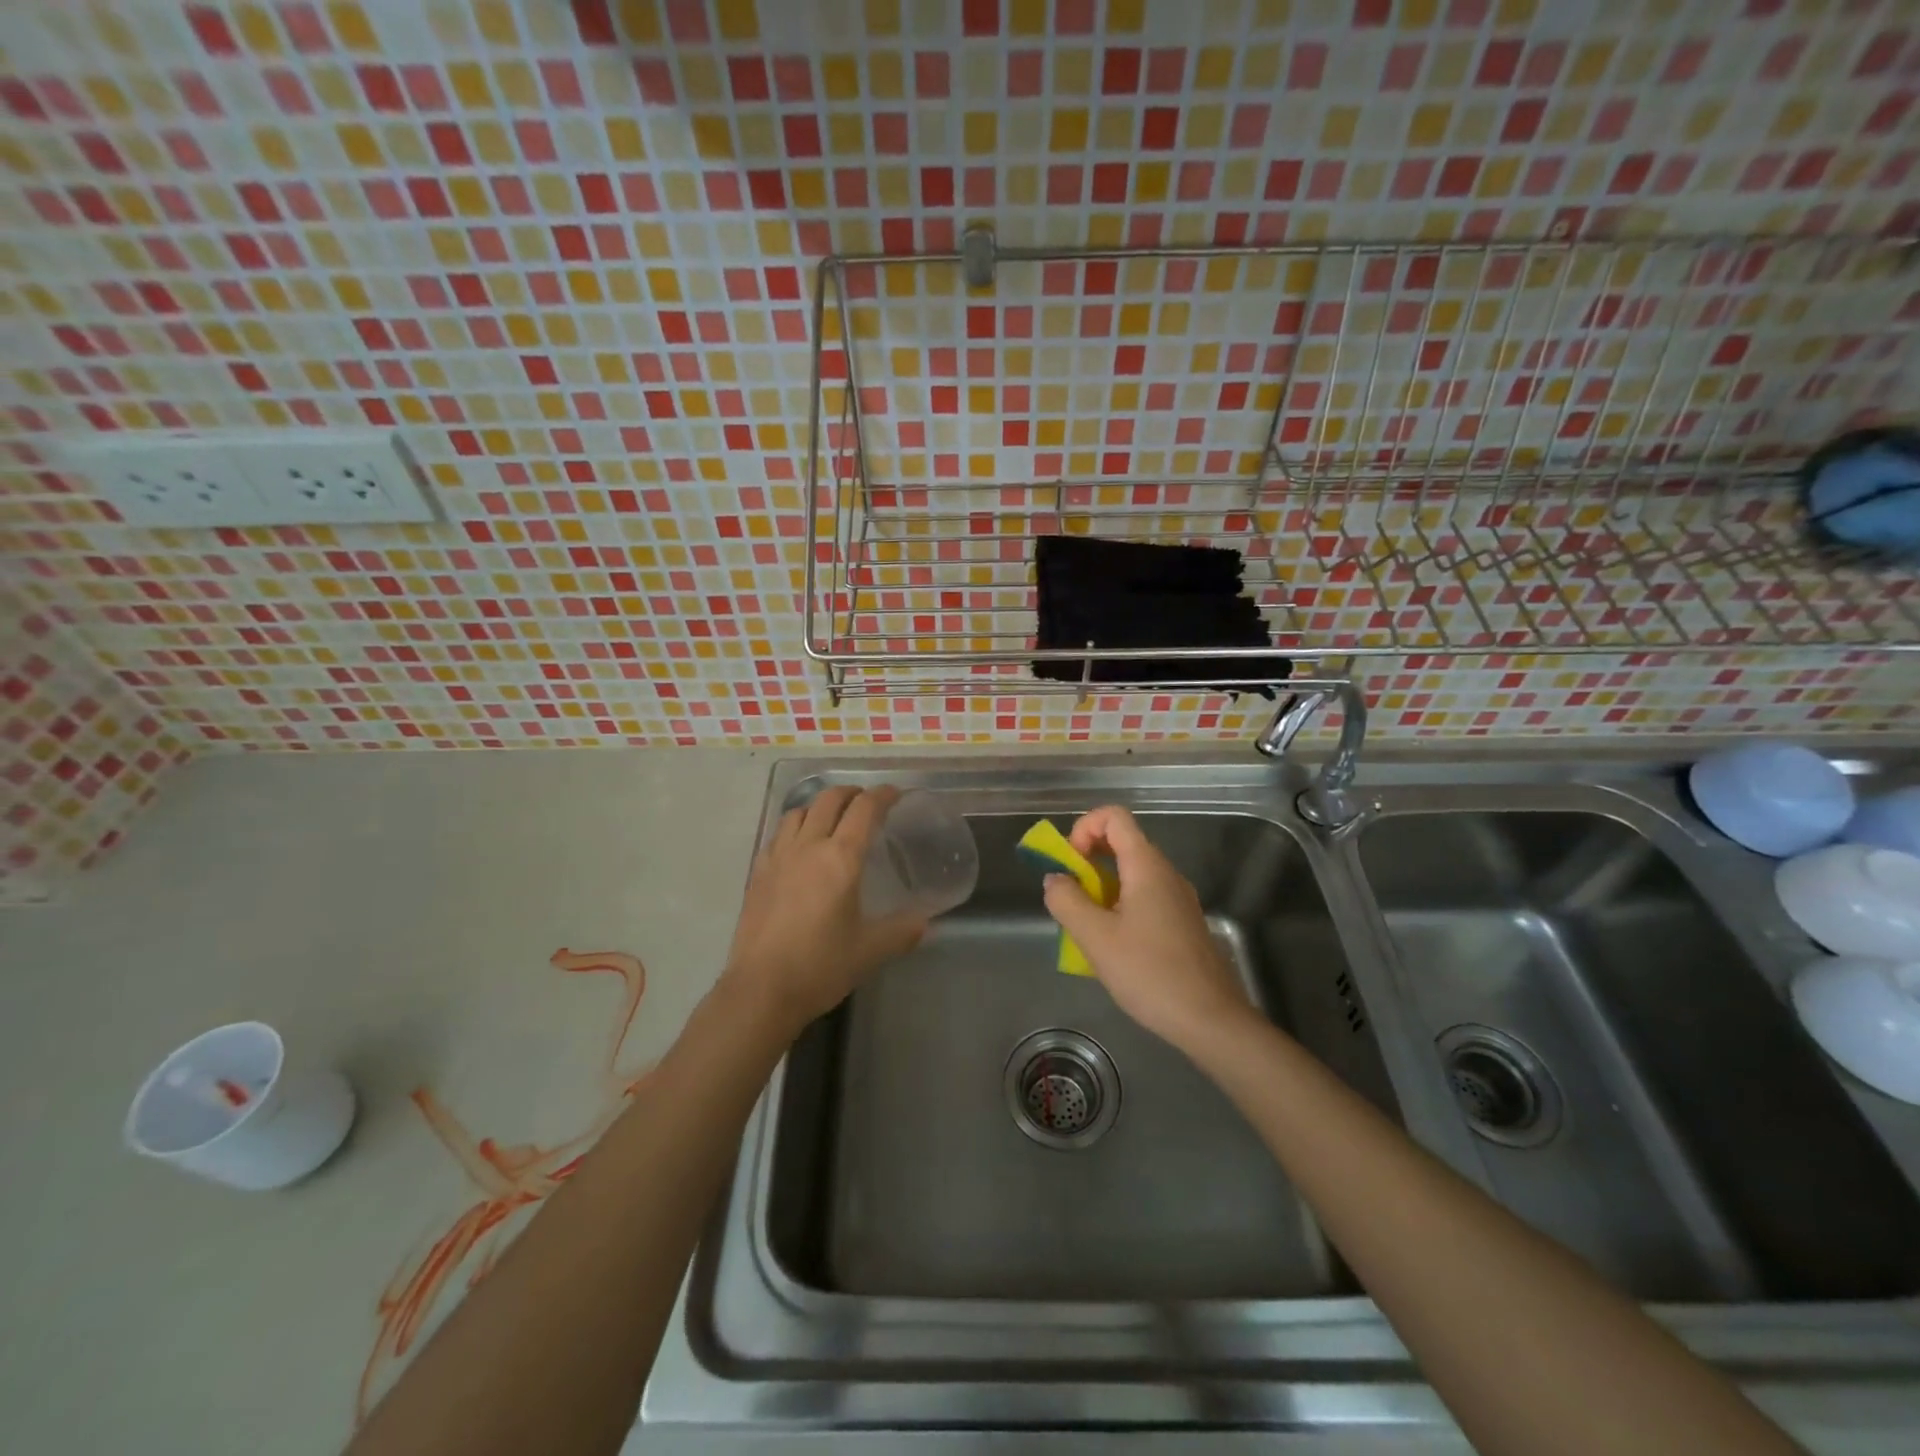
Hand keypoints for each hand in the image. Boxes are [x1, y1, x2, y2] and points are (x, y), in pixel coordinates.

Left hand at [724, 786, 927, 1033]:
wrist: (761, 990)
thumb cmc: (820, 967)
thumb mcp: (870, 951)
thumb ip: (902, 932)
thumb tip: (926, 923)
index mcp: (841, 859)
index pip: (864, 810)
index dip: (882, 795)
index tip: (895, 795)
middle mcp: (808, 847)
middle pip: (828, 800)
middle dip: (851, 793)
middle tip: (866, 803)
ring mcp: (778, 858)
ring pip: (798, 812)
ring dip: (819, 807)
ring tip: (831, 819)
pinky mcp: (757, 874)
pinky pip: (777, 836)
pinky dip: (794, 828)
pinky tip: (798, 847)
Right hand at [1042, 805, 1254, 1051]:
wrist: (1211, 1020)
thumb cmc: (1150, 973)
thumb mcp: (1096, 938)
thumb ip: (1067, 901)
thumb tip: (1055, 879)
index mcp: (1147, 866)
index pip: (1114, 816)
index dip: (1084, 828)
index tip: (1070, 863)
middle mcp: (1165, 873)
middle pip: (1122, 842)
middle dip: (1088, 860)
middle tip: (1070, 896)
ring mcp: (1178, 898)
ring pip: (1132, 873)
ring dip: (1101, 886)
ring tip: (1087, 925)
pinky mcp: (1182, 922)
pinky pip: (1144, 896)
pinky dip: (1119, 905)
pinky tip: (1113, 945)